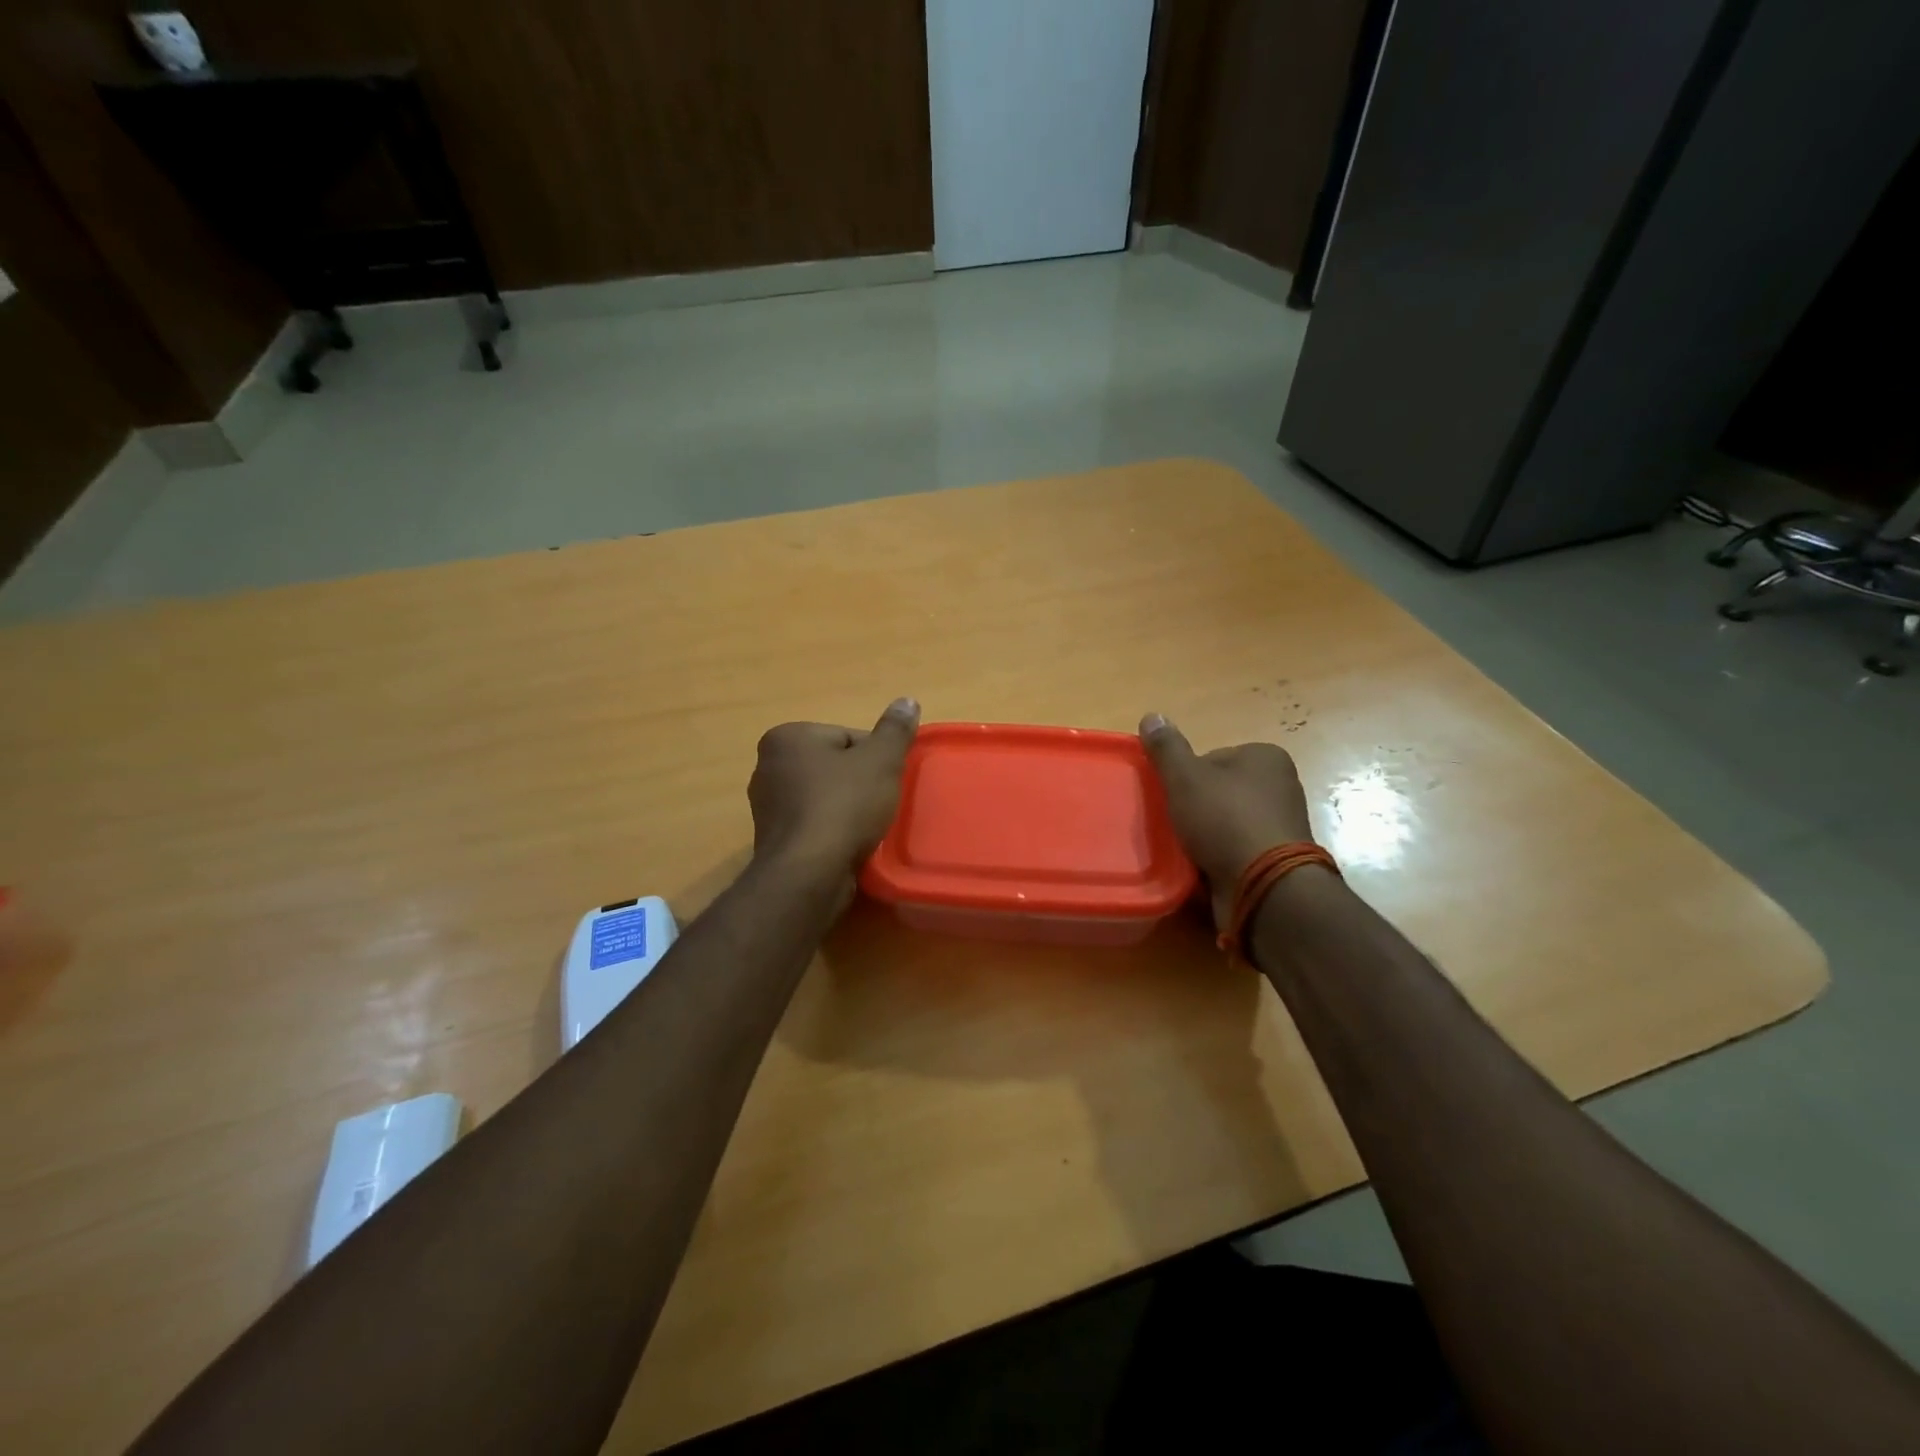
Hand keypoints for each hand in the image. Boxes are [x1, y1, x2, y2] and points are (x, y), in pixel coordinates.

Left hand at [748, 699, 920, 883]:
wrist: (810, 873)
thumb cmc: (844, 806)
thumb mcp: (881, 761)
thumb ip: (895, 731)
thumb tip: (907, 700)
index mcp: (787, 738)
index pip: (846, 737)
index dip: (875, 758)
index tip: (887, 779)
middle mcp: (767, 766)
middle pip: (834, 766)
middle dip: (859, 782)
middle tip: (881, 803)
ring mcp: (766, 807)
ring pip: (824, 797)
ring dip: (847, 809)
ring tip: (868, 827)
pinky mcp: (773, 840)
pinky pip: (813, 825)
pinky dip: (832, 831)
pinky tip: (849, 845)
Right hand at [1139, 713, 1315, 929]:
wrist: (1264, 885)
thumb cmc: (1225, 820)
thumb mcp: (1185, 777)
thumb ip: (1166, 748)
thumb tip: (1151, 715)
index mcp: (1266, 757)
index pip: (1213, 757)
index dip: (1186, 776)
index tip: (1172, 797)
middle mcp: (1281, 786)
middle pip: (1219, 791)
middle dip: (1196, 808)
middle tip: (1173, 824)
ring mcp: (1281, 825)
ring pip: (1226, 823)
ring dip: (1205, 835)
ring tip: (1184, 848)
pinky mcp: (1277, 860)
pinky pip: (1236, 851)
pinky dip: (1218, 857)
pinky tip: (1200, 867)